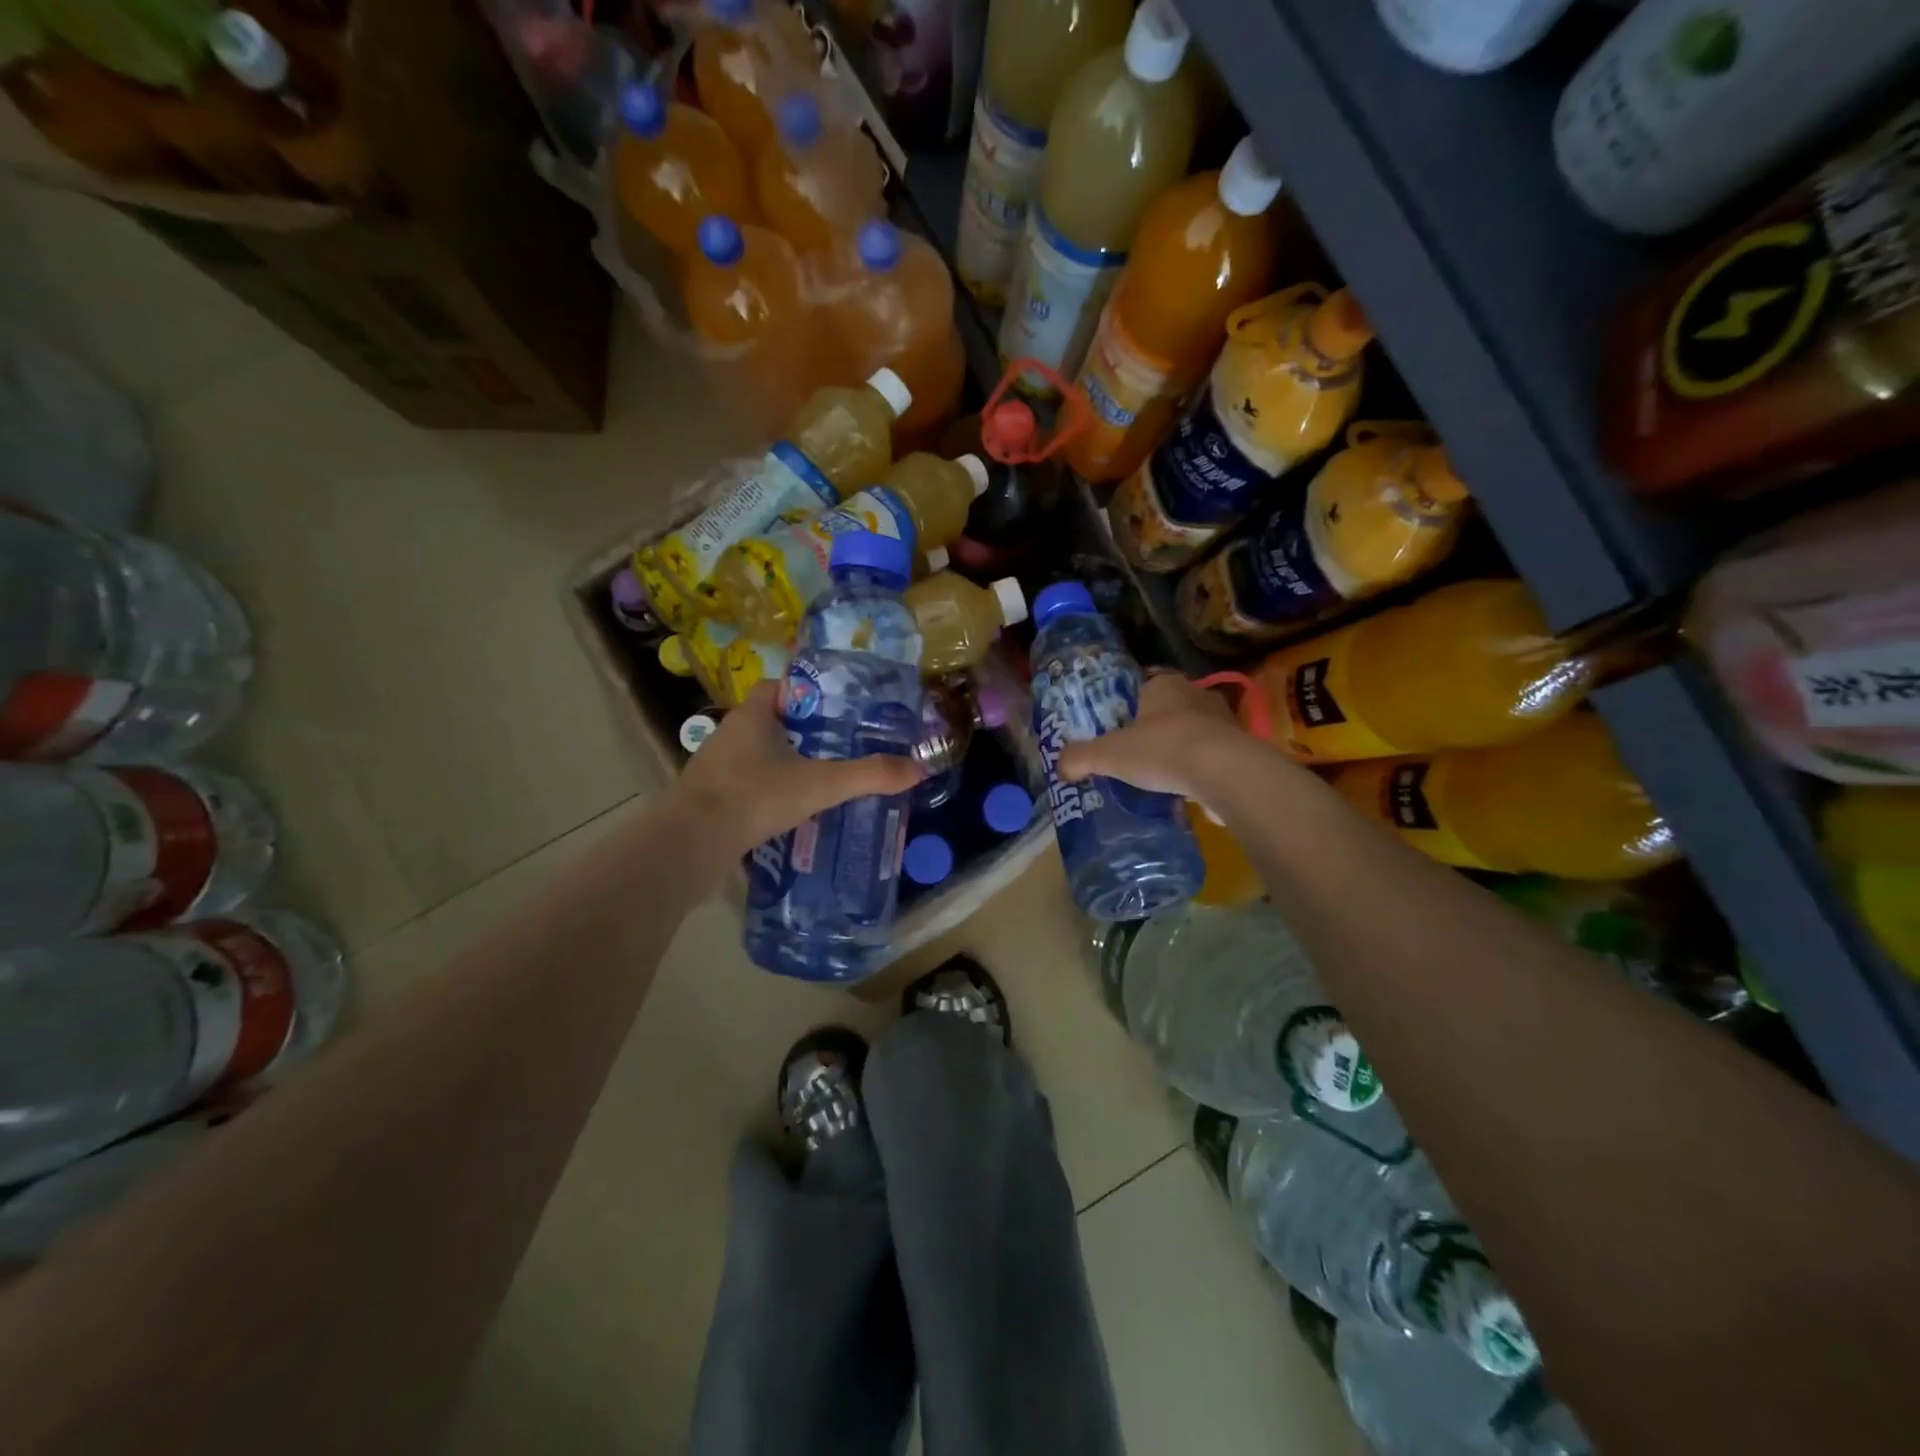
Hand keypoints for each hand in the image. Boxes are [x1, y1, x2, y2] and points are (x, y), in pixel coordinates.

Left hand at [672, 682, 923, 854]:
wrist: (692, 843)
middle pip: (772, 721)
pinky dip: (767, 791)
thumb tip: (917, 768)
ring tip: (821, 779)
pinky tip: (790, 810)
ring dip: (784, 763)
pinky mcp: (709, 797)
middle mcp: (730, 733)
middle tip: (840, 746)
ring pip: (757, 755)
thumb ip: (869, 775)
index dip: (809, 694)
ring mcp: (715, 766)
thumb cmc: (756, 796)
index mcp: (753, 714)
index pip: (781, 687)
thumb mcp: (821, 784)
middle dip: (803, 732)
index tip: (838, 710)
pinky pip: (746, 784)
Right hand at [1055, 672, 1247, 800]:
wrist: (1224, 772)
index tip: (1118, 728)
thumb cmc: (1161, 749)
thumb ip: (1080, 758)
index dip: (1128, 706)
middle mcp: (1196, 693)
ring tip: (1160, 775)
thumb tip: (1060, 767)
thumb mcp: (1108, 754)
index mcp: (1163, 684)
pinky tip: (1186, 790)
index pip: (1142, 686)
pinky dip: (1200, 769)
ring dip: (1180, 749)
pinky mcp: (1241, 748)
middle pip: (1168, 709)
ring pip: (1193, 731)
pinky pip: (1213, 756)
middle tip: (1134, 754)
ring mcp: (1223, 720)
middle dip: (1154, 729)